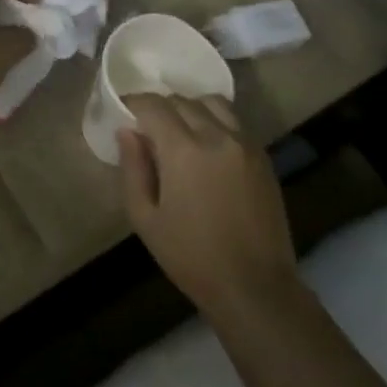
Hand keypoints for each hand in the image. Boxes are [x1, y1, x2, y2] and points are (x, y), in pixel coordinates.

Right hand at [118, 94, 295, 320]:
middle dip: (159, 107)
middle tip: (146, 127)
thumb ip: (133, 168)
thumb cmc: (190, 256)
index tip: (123, 112)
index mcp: (184, 150)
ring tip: (178, 130)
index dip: (134, 103)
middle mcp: (217, 136)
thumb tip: (127, 132)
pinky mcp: (263, 157)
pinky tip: (205, 145)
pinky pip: (234, 122)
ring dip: (190, 108)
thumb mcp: (145, 217)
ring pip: (213, 103)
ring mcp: (245, 145)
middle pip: (183, 100)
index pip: (154, 105)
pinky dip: (214, 120)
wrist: (253, 286)